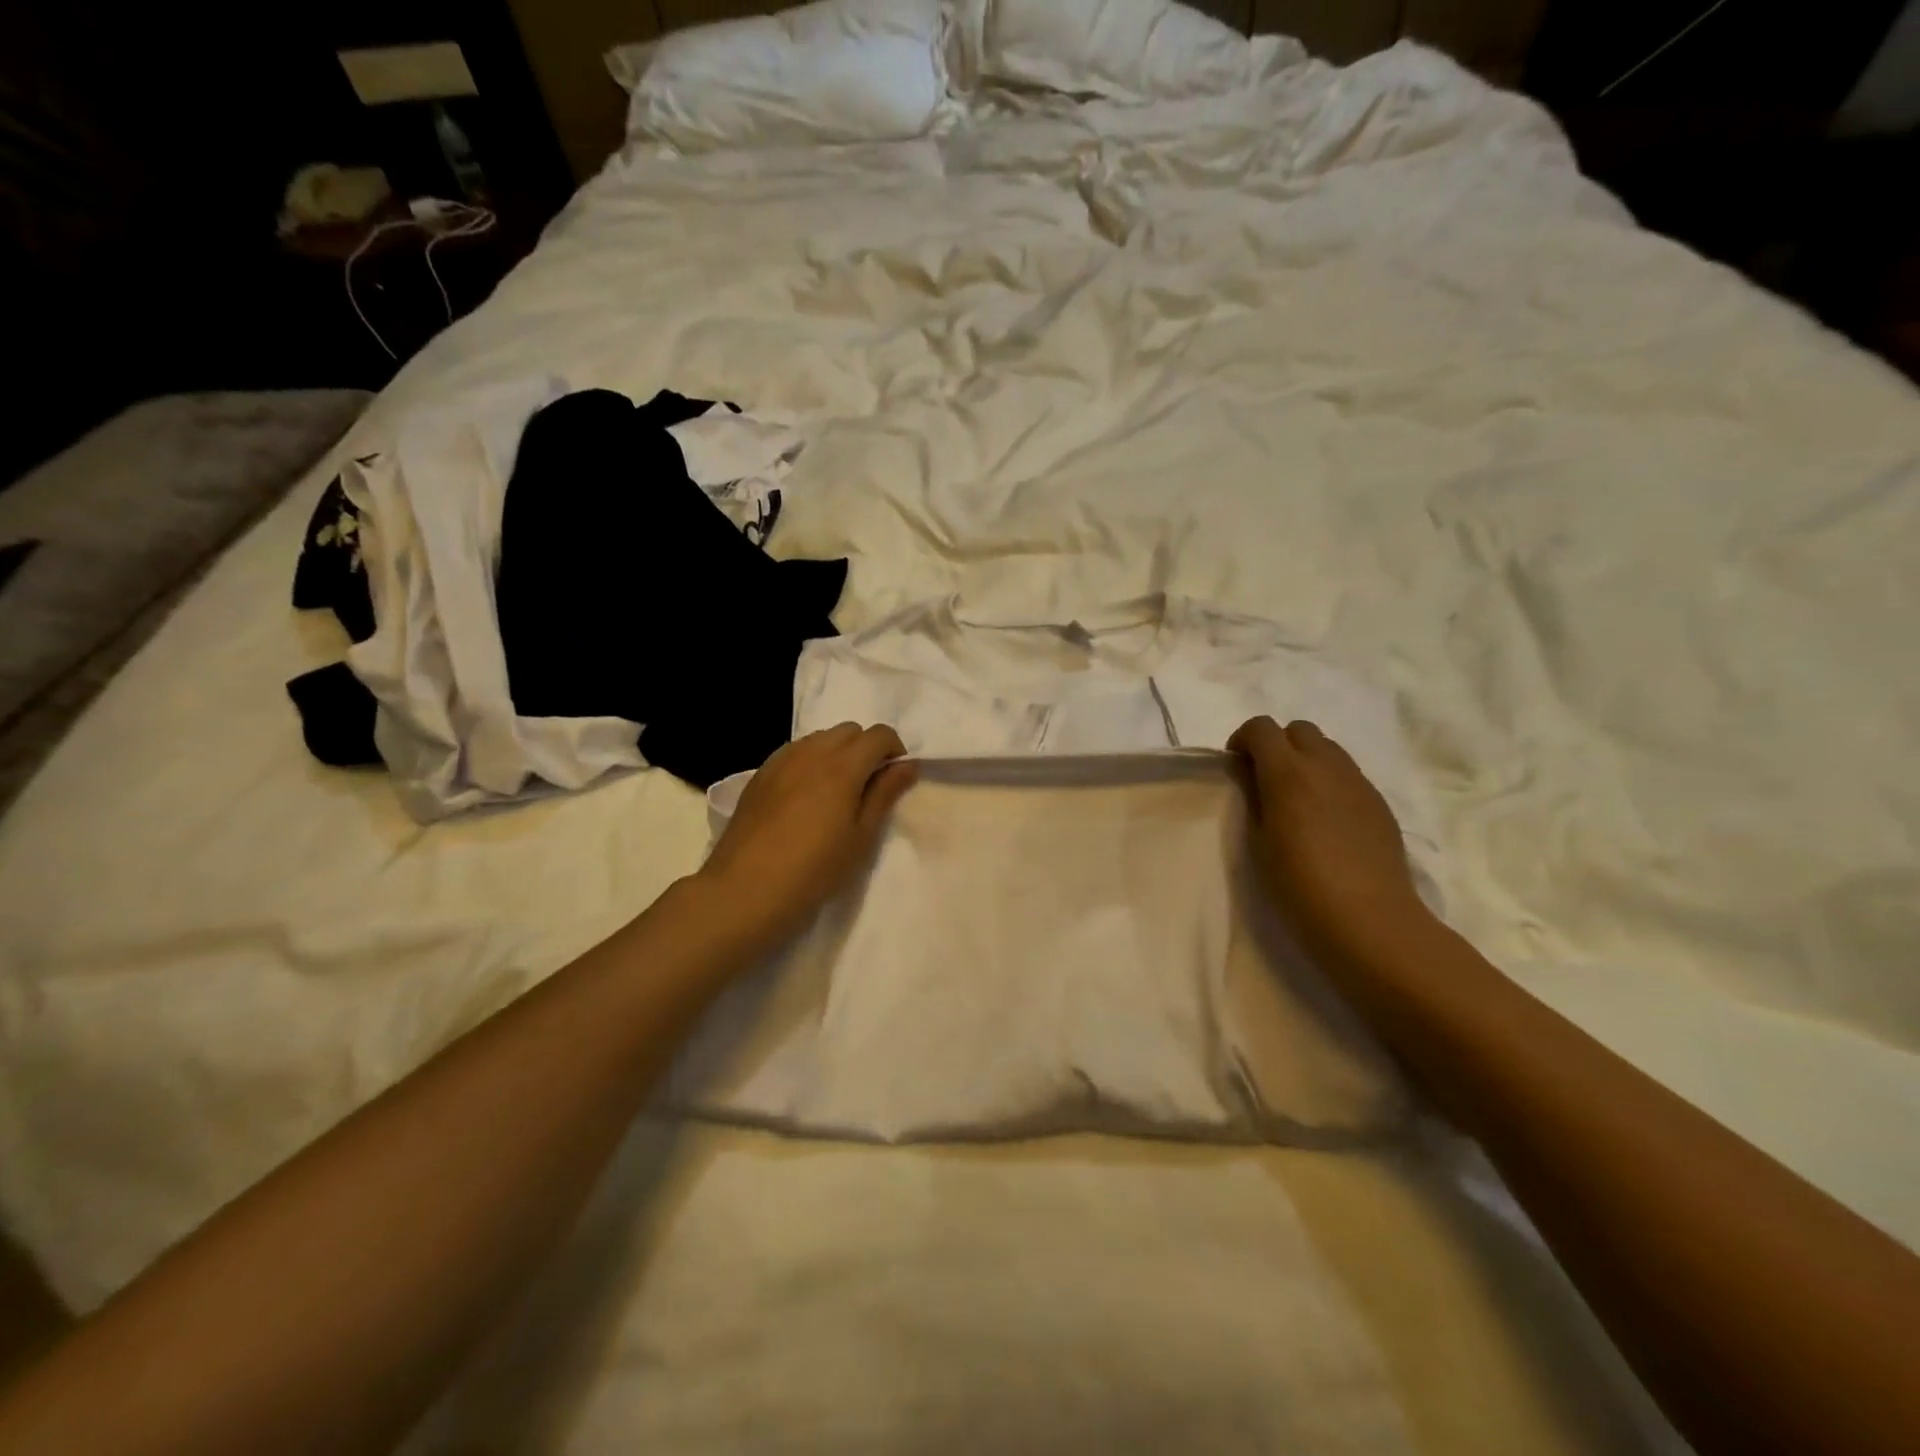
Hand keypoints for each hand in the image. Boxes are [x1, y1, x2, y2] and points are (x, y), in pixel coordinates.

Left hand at [697, 723, 916, 953]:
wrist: (746, 889)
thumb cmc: (815, 869)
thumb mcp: (861, 837)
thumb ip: (885, 794)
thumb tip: (907, 765)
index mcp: (842, 765)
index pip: (878, 735)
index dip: (894, 750)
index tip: (894, 779)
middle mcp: (812, 751)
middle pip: (849, 730)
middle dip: (866, 749)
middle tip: (867, 787)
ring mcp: (781, 760)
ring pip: (820, 738)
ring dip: (837, 752)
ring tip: (835, 792)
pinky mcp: (760, 774)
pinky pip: (794, 752)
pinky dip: (810, 761)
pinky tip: (805, 796)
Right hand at [1228, 716, 1435, 970]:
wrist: (1370, 920)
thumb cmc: (1299, 885)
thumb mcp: (1258, 842)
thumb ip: (1253, 798)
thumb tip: (1251, 775)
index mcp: (1289, 772)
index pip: (1261, 728)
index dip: (1243, 739)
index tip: (1236, 767)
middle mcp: (1326, 766)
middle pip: (1299, 729)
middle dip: (1277, 744)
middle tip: (1265, 780)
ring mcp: (1358, 783)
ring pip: (1328, 748)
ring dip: (1306, 760)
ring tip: (1296, 800)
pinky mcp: (1379, 803)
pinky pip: (1348, 775)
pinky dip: (1329, 782)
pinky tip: (1326, 821)